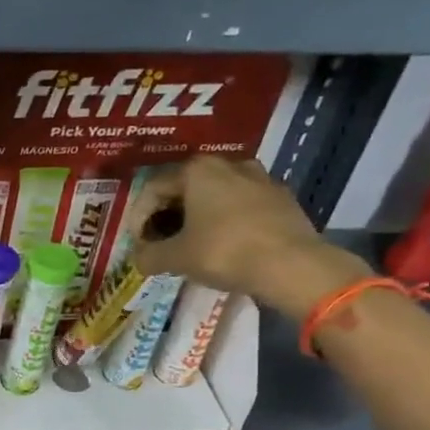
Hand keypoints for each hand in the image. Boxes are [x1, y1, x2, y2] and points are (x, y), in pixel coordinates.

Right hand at [126, 155, 370, 319]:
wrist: (291, 265)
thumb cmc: (224, 252)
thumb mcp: (175, 258)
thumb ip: (149, 256)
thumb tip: (138, 258)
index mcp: (197, 170)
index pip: (153, 188)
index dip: (138, 217)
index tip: (138, 243)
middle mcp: (228, 164)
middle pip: (185, 188)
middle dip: (167, 215)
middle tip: (160, 242)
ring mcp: (259, 178)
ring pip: (215, 195)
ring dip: (197, 216)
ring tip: (191, 243)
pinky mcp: (281, 197)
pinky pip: (241, 205)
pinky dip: (225, 221)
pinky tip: (223, 245)